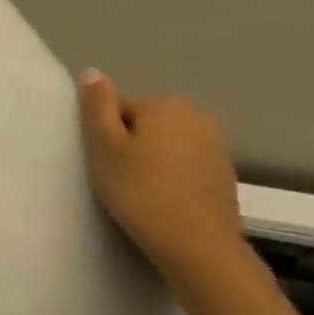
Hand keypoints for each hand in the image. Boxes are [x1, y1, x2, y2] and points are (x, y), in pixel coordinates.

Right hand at [76, 69, 249, 292]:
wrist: (195, 242)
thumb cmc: (140, 193)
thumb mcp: (105, 150)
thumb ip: (97, 109)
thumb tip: (91, 72)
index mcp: (164, 105)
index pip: (118, 108)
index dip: (102, 135)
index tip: (99, 163)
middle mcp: (196, 115)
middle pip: (145, 123)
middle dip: (128, 145)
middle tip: (114, 178)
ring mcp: (215, 143)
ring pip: (166, 144)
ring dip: (149, 160)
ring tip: (137, 192)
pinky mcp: (222, 172)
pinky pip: (184, 164)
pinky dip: (169, 176)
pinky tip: (160, 200)